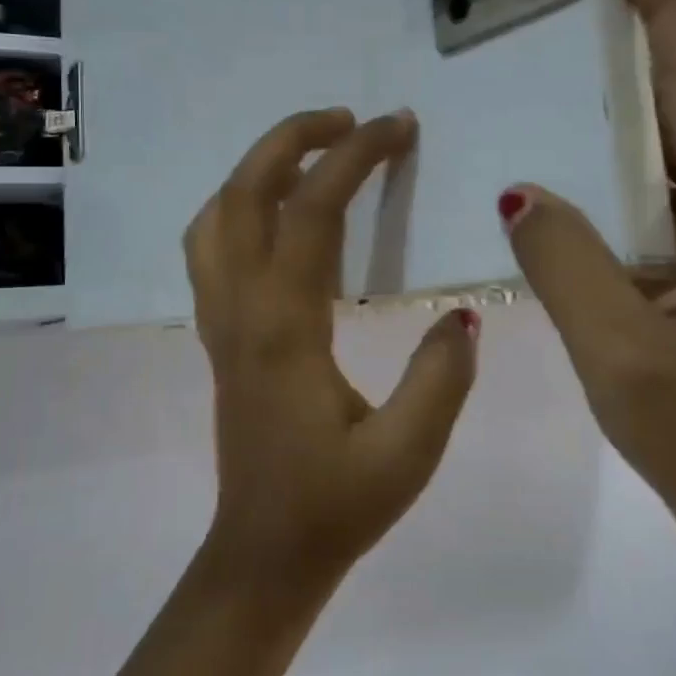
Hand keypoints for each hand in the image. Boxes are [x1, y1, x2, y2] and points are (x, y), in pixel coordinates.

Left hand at [186, 108, 479, 595]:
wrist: (262, 556)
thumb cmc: (335, 507)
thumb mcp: (407, 454)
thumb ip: (441, 378)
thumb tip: (463, 315)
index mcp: (285, 328)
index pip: (312, 212)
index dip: (355, 157)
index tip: (397, 126)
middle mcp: (241, 309)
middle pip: (244, 193)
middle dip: (292, 138)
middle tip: (350, 119)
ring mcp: (221, 319)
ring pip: (216, 215)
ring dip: (259, 168)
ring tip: (313, 152)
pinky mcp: (220, 333)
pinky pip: (212, 245)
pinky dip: (239, 204)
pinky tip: (278, 212)